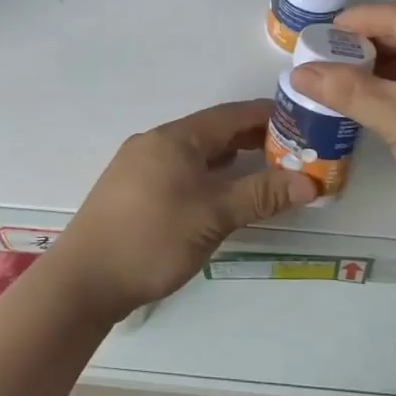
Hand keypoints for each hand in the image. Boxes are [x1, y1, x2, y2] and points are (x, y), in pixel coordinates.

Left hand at [48, 100, 316, 320]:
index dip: (268, 116)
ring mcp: (140, 165)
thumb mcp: (213, 216)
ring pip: (196, 153)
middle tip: (294, 151)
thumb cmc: (151, 239)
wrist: (84, 280)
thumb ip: (261, 195)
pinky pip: (180, 170)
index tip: (303, 122)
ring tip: (267, 170)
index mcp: (174, 138)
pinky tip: (222, 193)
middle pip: (213, 132)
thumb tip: (311, 182)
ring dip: (230, 159)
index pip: (230, 115)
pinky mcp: (133, 190)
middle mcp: (156, 143)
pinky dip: (208, 175)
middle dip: (253, 139)